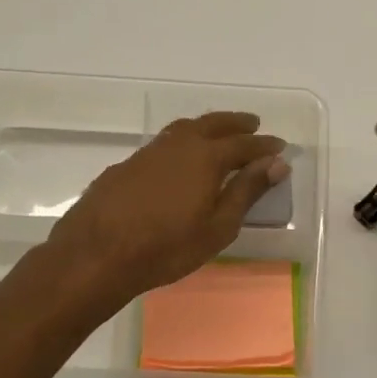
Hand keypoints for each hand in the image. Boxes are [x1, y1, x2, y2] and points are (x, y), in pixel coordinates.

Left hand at [46, 111, 286, 307]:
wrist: (96, 254)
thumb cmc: (167, 247)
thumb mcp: (218, 226)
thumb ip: (247, 191)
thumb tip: (276, 163)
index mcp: (206, 157)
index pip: (244, 144)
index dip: (264, 145)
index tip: (280, 147)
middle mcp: (179, 145)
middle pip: (213, 124)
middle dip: (236, 123)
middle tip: (252, 124)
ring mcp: (148, 152)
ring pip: (184, 129)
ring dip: (206, 128)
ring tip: (218, 135)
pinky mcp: (126, 165)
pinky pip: (163, 144)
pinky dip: (181, 144)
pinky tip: (178, 162)